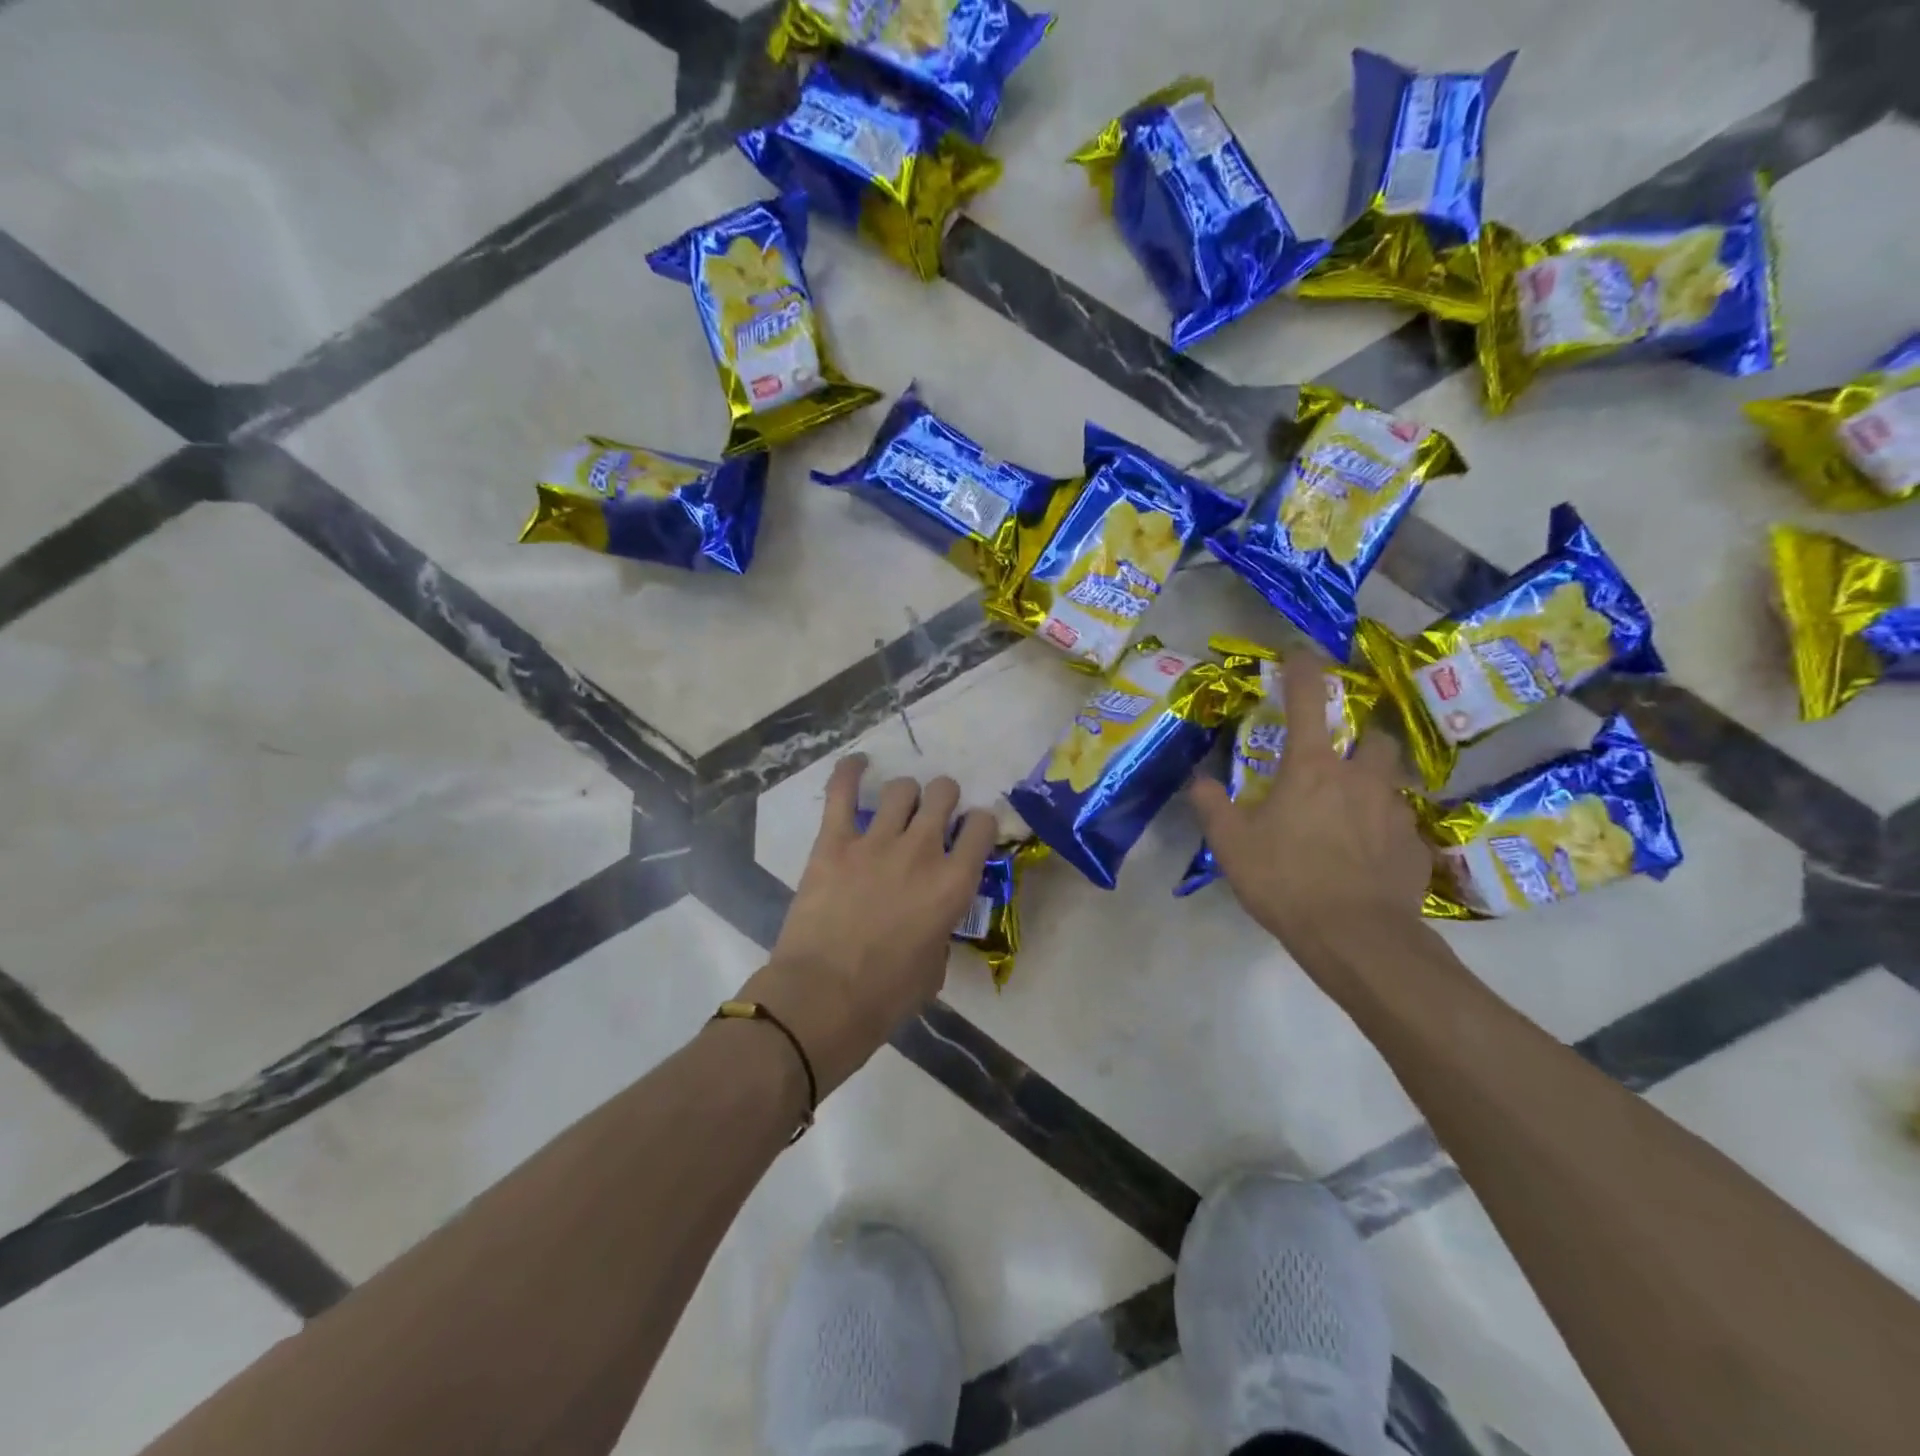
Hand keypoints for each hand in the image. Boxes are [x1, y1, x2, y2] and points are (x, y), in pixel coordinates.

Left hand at [741, 756, 996, 1094]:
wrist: (823, 997)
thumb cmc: (885, 996)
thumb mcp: (935, 968)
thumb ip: (941, 930)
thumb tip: (932, 920)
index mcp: (954, 883)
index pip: (983, 825)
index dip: (978, 824)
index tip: (969, 833)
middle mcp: (922, 851)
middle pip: (943, 793)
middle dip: (943, 798)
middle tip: (933, 815)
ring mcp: (877, 841)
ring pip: (902, 788)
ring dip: (905, 794)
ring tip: (897, 806)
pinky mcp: (835, 841)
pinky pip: (842, 791)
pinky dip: (850, 772)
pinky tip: (857, 764)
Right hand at [1190, 650, 1431, 982]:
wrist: (1357, 937)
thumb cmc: (1286, 880)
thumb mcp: (1232, 845)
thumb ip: (1212, 806)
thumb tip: (1196, 780)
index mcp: (1311, 768)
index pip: (1309, 701)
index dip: (1303, 671)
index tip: (1300, 653)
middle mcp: (1359, 777)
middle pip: (1373, 737)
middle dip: (1358, 738)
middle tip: (1337, 758)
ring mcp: (1394, 810)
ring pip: (1391, 779)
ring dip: (1373, 782)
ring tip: (1353, 810)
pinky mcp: (1415, 845)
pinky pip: (1400, 823)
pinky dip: (1384, 827)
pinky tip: (1368, 854)